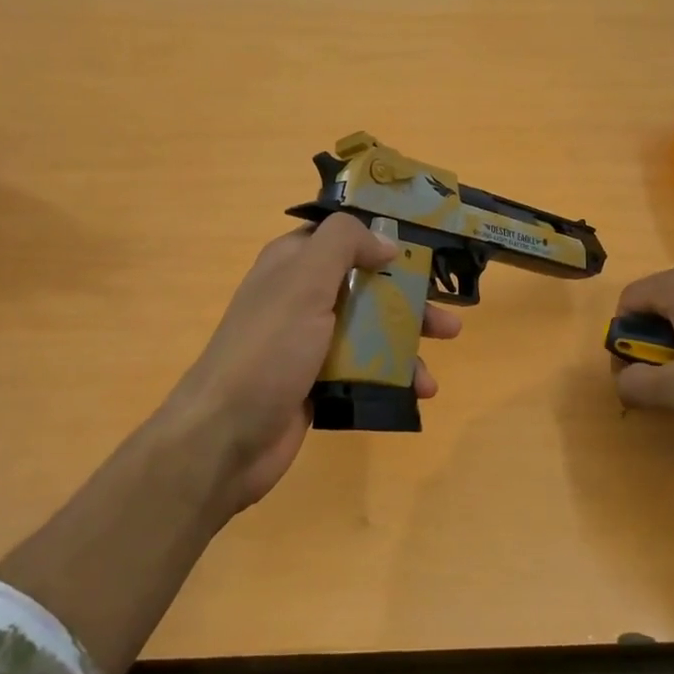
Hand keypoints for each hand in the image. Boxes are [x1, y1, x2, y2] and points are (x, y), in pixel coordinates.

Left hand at [164, 214, 461, 518]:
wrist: (225, 437)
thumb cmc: (268, 350)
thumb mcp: (304, 281)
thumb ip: (344, 245)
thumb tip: (385, 240)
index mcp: (292, 264)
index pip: (342, 237)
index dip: (382, 237)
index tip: (426, 247)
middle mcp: (301, 298)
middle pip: (366, 287)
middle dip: (408, 302)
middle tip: (448, 321)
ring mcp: (308, 344)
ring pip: (368, 332)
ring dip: (406, 346)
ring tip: (436, 368)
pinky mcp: (316, 383)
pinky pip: (363, 371)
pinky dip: (391, 379)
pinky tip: (417, 394)